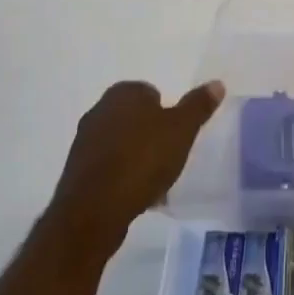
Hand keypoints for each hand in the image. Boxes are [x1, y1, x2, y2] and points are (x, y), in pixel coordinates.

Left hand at [46, 80, 224, 255]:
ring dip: (136, 158)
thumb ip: (198, 106)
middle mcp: (99, 110)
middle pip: (135, 119)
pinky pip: (108, 168)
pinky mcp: (76, 173)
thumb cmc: (142, 160)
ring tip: (155, 183)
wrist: (94, 211)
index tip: (176, 136)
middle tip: (169, 157)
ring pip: (121, 144)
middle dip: (151, 136)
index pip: (151, 93)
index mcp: (123, 93)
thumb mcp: (181, 130)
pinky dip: (122, 177)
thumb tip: (217, 83)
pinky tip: (136, 196)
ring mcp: (84, 142)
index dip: (166, 114)